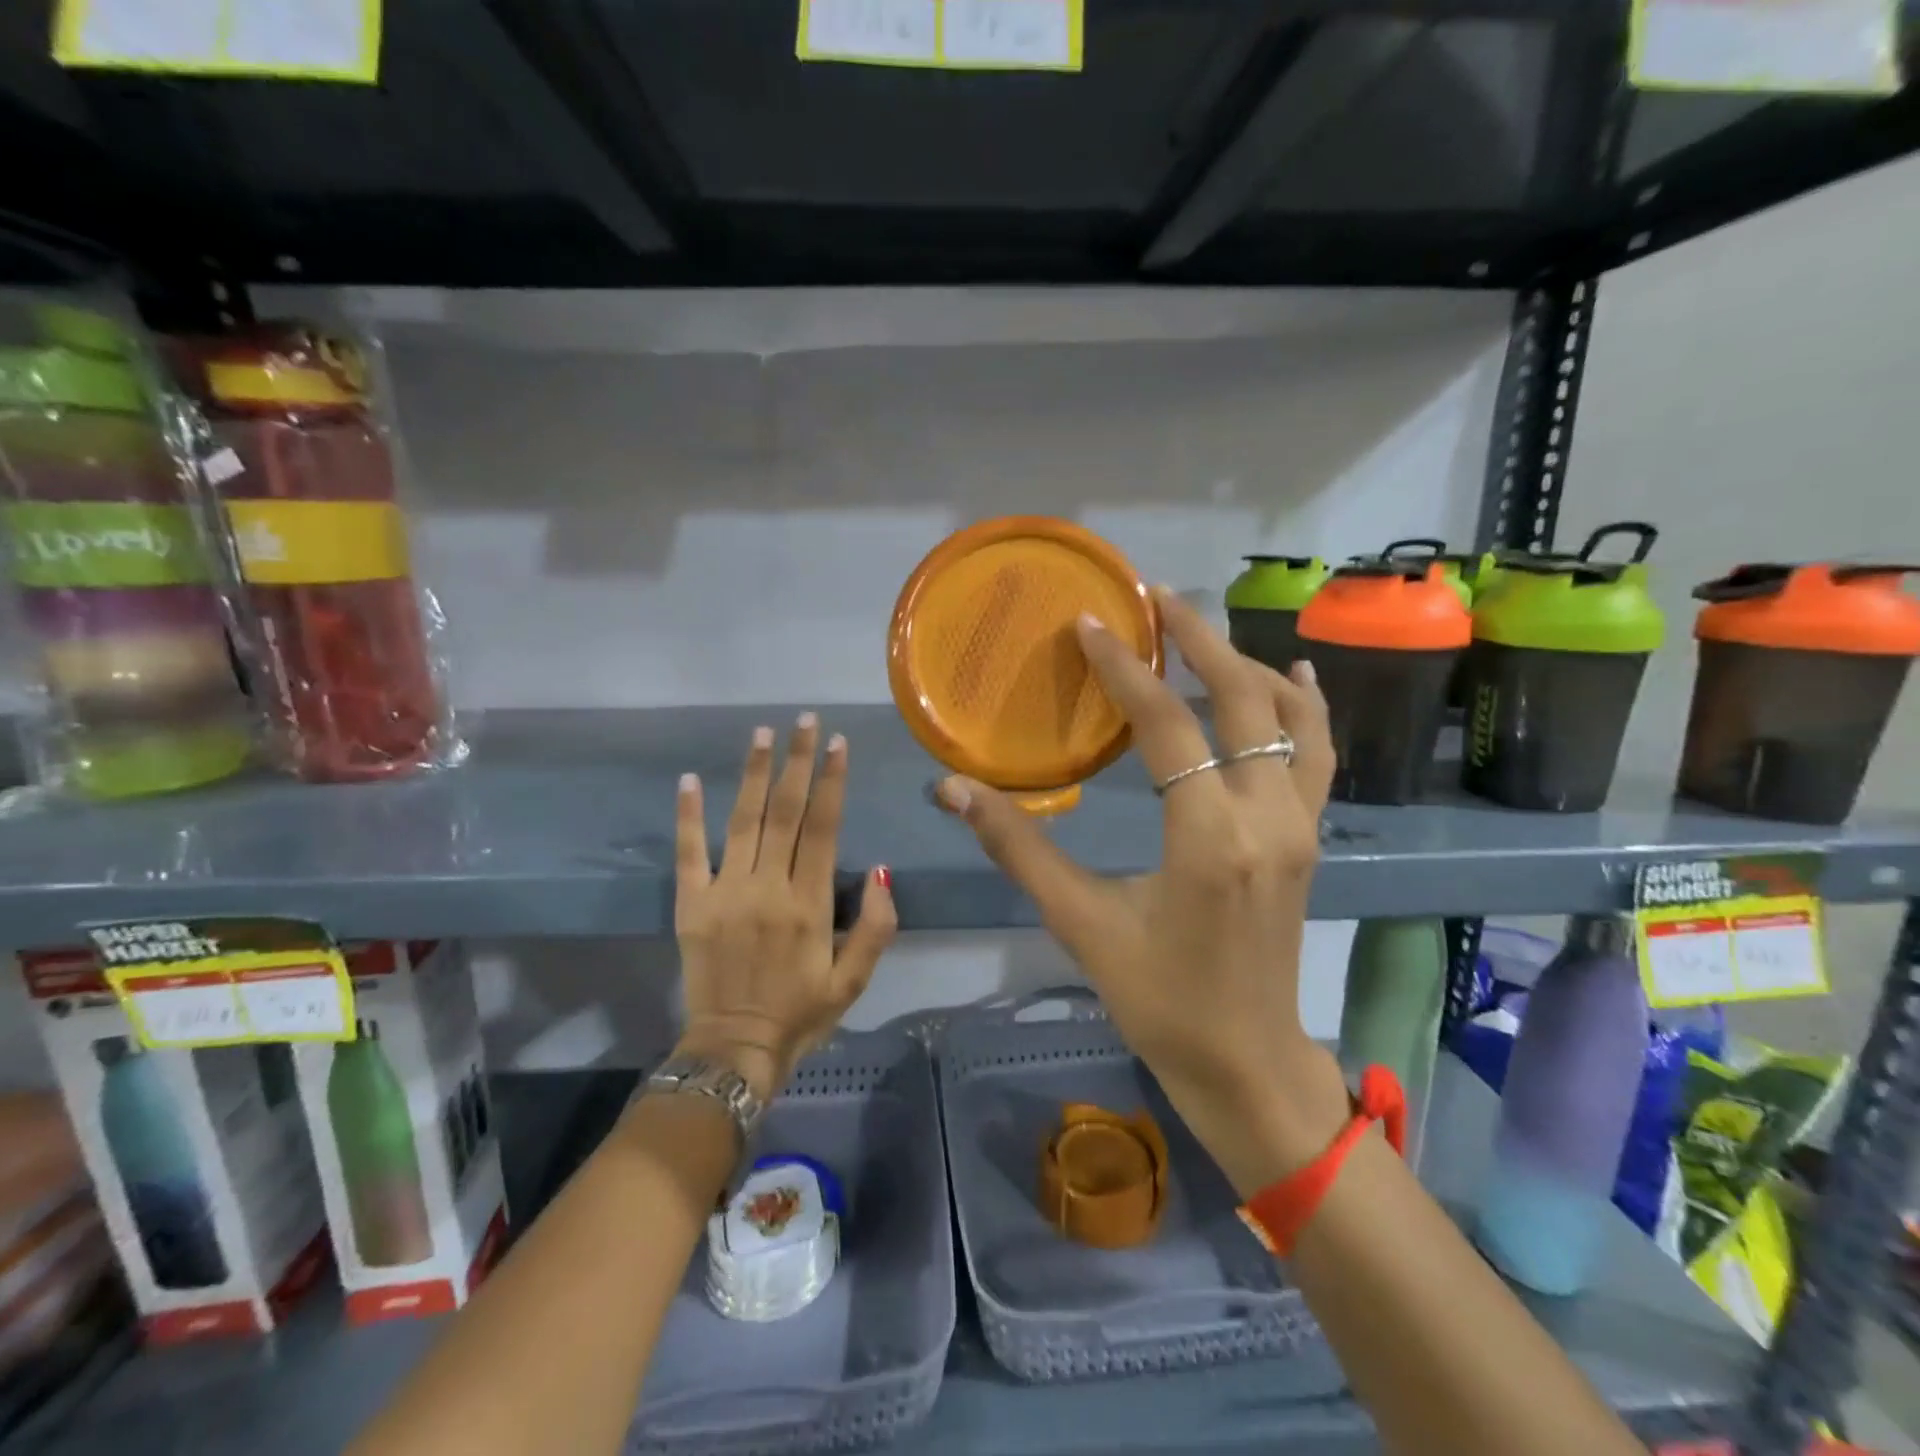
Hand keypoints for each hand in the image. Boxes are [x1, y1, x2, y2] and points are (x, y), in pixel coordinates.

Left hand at [674, 715, 896, 1100]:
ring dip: (753, 774)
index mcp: (810, 903)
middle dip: (798, 762)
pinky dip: (688, 816)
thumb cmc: (802, 1014)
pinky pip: (688, 853)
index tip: (839, 743)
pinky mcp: (691, 905)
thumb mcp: (854, 981)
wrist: (734, 1050)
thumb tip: (882, 872)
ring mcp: (725, 893)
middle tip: (804, 721)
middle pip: (786, 812)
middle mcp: (768, 887)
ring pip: (742, 820)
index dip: (833, 781)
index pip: (824, 827)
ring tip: (761, 733)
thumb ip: (876, 927)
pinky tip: (688, 781)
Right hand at [932, 589, 1350, 1194]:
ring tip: (1200, 630)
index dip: (1124, 670)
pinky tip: (1292, 675)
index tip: (1091, 624)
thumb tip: (953, 790)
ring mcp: (1300, 825)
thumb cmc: (1160, 999)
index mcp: (1209, 839)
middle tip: (1153, 598)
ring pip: (1290, 717)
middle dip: (1197, 640)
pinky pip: (1316, 752)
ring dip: (1246, 664)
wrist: (1247, 1062)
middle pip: (1242, 699)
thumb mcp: (1081, 923)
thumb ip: (1018, 848)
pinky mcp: (1309, 836)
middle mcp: (1267, 818)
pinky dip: (1304, 705)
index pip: (1167, 726)